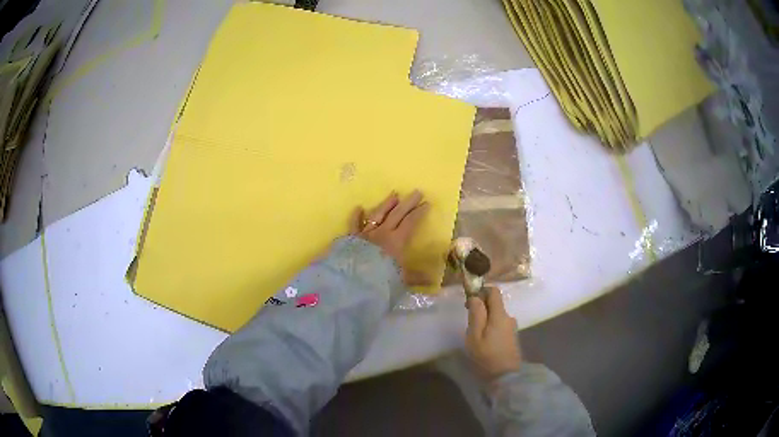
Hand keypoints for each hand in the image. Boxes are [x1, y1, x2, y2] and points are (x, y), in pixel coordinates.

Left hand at [349, 191, 429, 284]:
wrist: (353, 281)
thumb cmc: (380, 280)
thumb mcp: (402, 280)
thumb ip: (417, 278)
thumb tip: (433, 281)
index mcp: (396, 241)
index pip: (411, 222)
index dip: (419, 213)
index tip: (426, 203)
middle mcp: (382, 233)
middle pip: (397, 214)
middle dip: (408, 203)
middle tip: (416, 192)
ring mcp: (366, 233)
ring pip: (378, 214)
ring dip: (386, 204)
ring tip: (394, 194)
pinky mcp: (352, 238)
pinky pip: (354, 224)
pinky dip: (356, 216)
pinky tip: (359, 208)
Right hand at [466, 287, 521, 381]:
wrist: (505, 377)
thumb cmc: (487, 356)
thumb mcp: (475, 336)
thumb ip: (476, 314)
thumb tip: (475, 296)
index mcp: (500, 314)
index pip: (493, 291)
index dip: (481, 291)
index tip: (469, 301)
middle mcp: (508, 317)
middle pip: (495, 303)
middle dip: (481, 307)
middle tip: (468, 320)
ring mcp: (512, 327)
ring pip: (496, 315)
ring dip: (486, 318)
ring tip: (475, 334)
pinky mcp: (512, 336)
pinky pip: (499, 324)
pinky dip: (491, 326)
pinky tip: (484, 341)